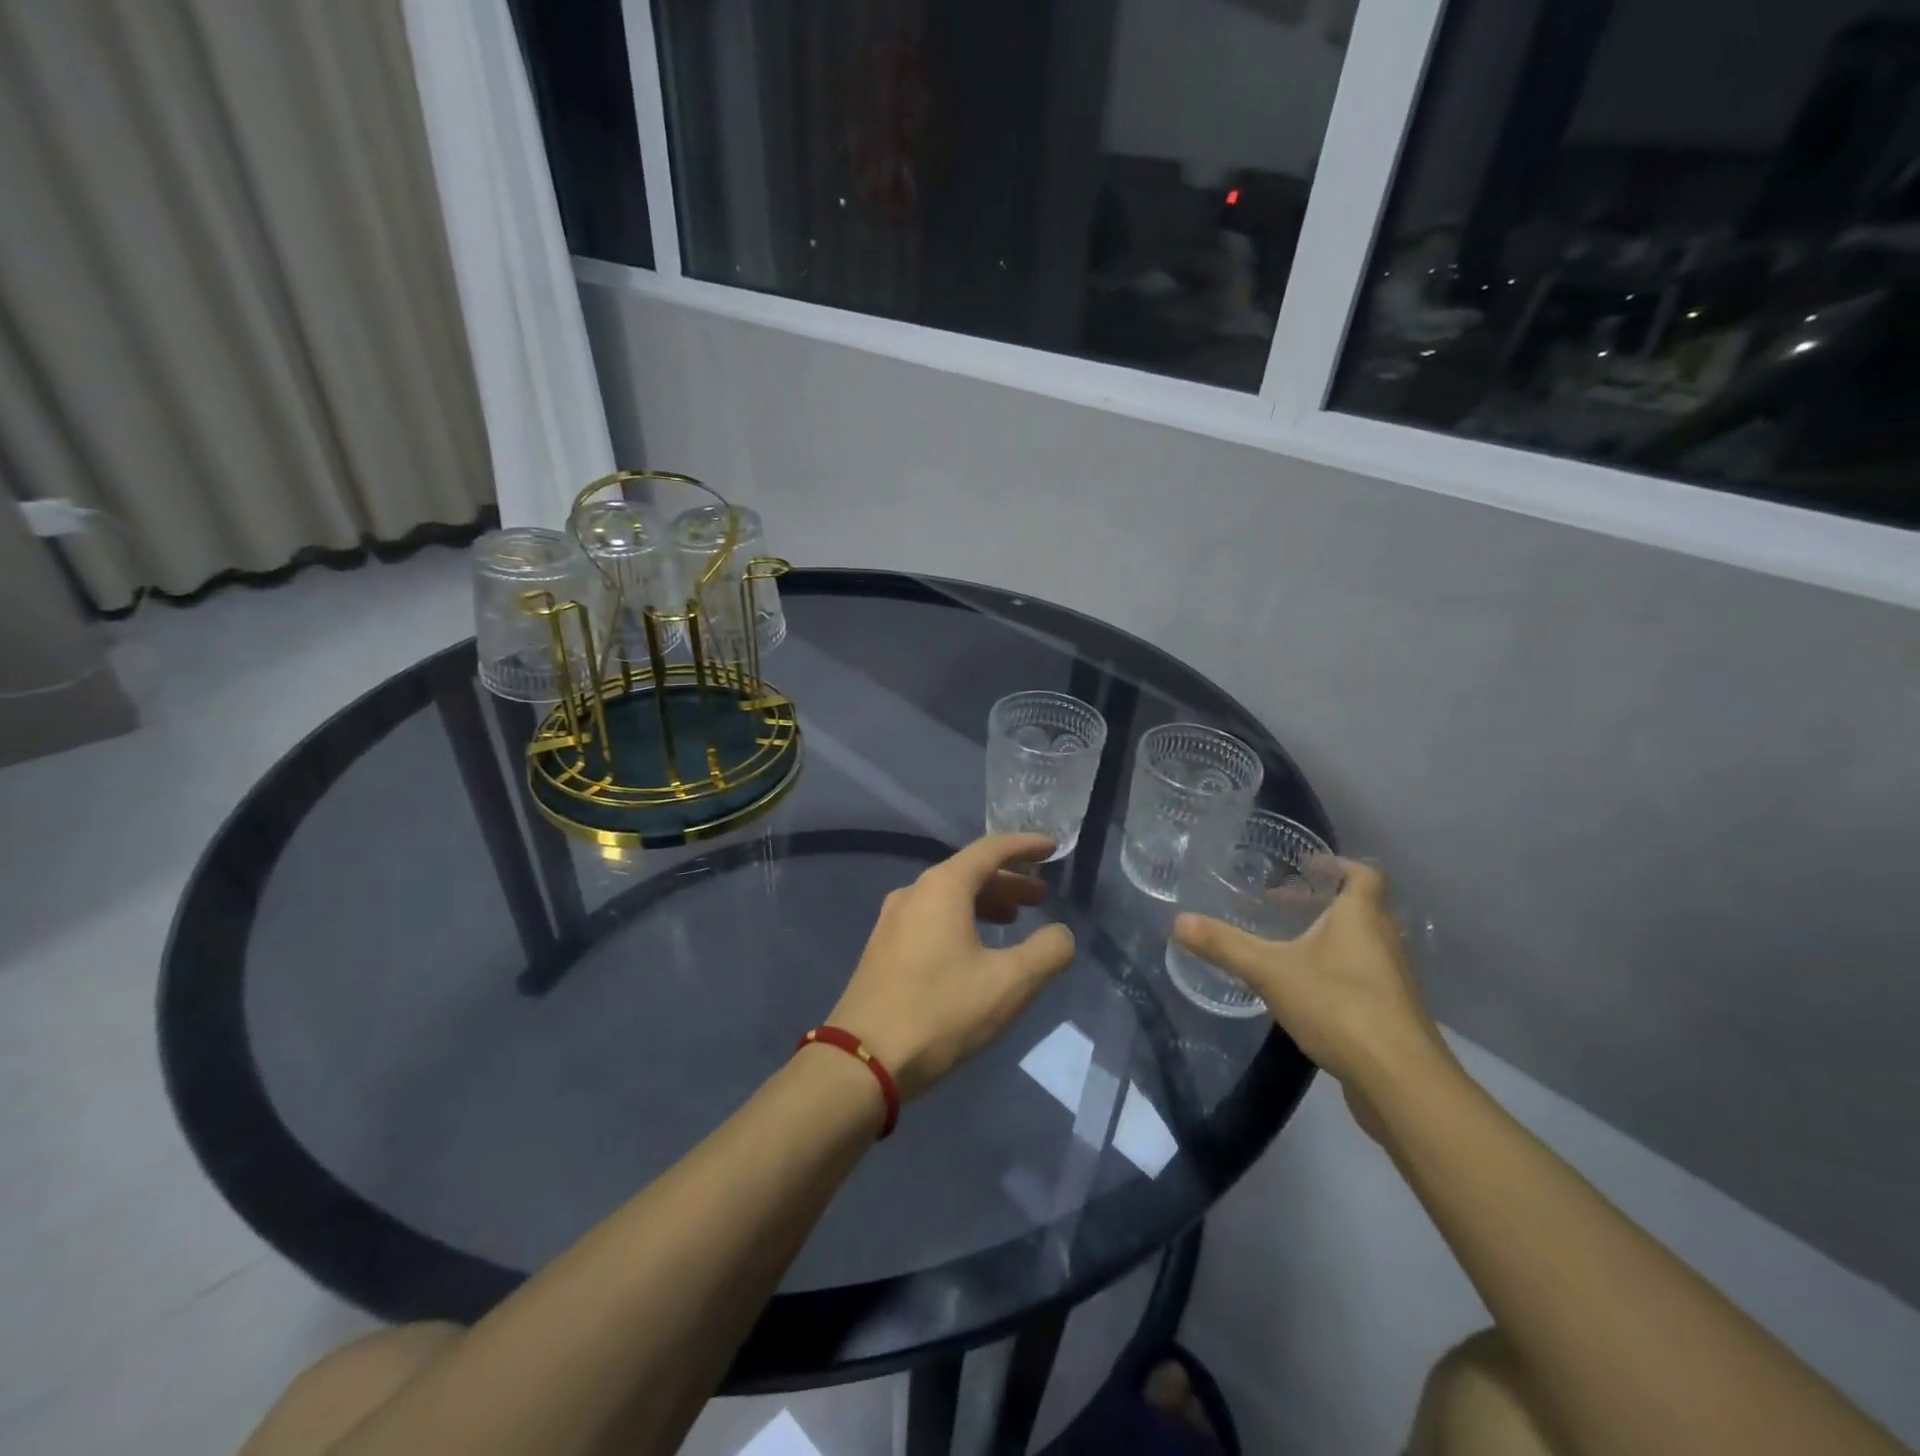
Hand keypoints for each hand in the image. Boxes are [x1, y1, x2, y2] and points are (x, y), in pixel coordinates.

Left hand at [827, 834, 1075, 1100]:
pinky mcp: (883, 949)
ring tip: (1014, 922)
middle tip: (1040, 898)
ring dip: (985, 903)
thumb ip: (1047, 952)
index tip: (1052, 848)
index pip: (990, 850)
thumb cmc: (941, 1011)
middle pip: (968, 873)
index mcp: (942, 887)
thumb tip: (1061, 934)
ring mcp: (892, 921)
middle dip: (1008, 882)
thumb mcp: (1009, 984)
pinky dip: (961, 921)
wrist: (863, 1060)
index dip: (1025, 846)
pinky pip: (931, 918)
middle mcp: (914, 893)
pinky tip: (975, 950)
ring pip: (948, 898)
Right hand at [1172, 860, 1455, 1113]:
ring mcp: (1391, 980)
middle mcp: (1384, 941)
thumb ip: (1225, 945)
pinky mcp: (1390, 1014)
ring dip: (1331, 938)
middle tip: (1284, 903)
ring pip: (1362, 945)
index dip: (1338, 865)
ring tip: (1288, 944)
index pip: (1364, 874)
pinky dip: (1337, 972)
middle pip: (1361, 908)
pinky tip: (1306, 991)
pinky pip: (1363, 978)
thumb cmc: (1339, 1006)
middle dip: (1324, 902)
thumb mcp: (1270, 971)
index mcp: (1361, 917)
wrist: (1399, 1081)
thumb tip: (1178, 922)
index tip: (1307, 866)